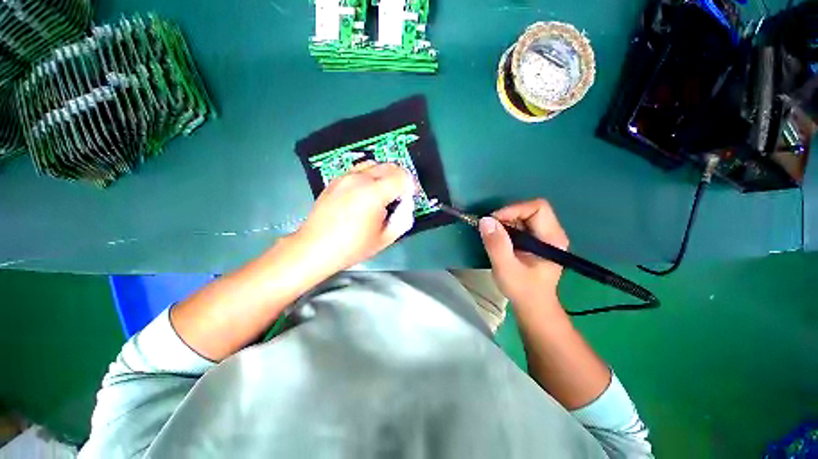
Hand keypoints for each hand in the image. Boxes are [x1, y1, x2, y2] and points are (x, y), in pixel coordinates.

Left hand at [294, 161, 415, 273]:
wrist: (315, 247)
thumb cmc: (352, 247)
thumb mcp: (385, 239)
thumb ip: (403, 219)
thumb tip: (406, 205)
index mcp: (373, 193)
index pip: (402, 177)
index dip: (411, 186)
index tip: (410, 198)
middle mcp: (359, 178)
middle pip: (389, 166)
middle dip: (400, 179)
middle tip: (399, 197)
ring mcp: (345, 177)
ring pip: (374, 164)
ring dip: (384, 175)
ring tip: (382, 194)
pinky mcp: (336, 180)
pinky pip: (359, 170)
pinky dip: (369, 176)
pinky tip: (365, 194)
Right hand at [479, 199, 568, 308]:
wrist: (532, 306)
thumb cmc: (523, 290)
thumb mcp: (506, 268)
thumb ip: (496, 245)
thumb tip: (485, 220)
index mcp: (552, 238)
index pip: (537, 208)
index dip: (514, 210)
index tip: (493, 221)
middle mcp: (551, 233)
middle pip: (530, 209)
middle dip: (507, 215)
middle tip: (490, 227)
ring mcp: (543, 236)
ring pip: (523, 215)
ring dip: (505, 221)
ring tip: (491, 233)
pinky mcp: (534, 240)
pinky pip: (520, 224)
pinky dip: (506, 227)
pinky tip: (497, 238)